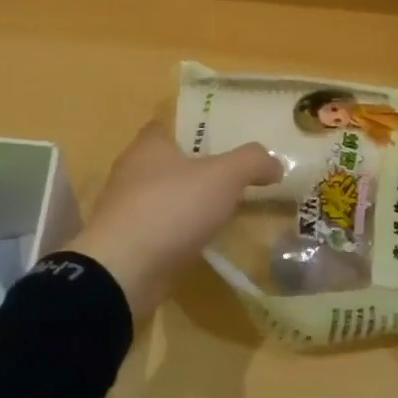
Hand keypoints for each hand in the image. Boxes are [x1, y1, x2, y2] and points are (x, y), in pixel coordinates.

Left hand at [68, 121, 281, 319]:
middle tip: (230, 177)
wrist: (123, 272)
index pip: (166, 126)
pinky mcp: (127, 244)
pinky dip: (178, 234)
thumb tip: (274, 163)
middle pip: (165, 163)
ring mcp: (125, 210)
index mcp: (148, 146)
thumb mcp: (223, 177)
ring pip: (162, 198)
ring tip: (222, 212)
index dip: (191, 130)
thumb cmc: (171, 208)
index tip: (219, 140)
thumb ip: (252, 162)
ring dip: (186, 204)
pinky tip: (201, 242)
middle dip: (193, 169)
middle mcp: (131, 172)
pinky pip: (158, 230)